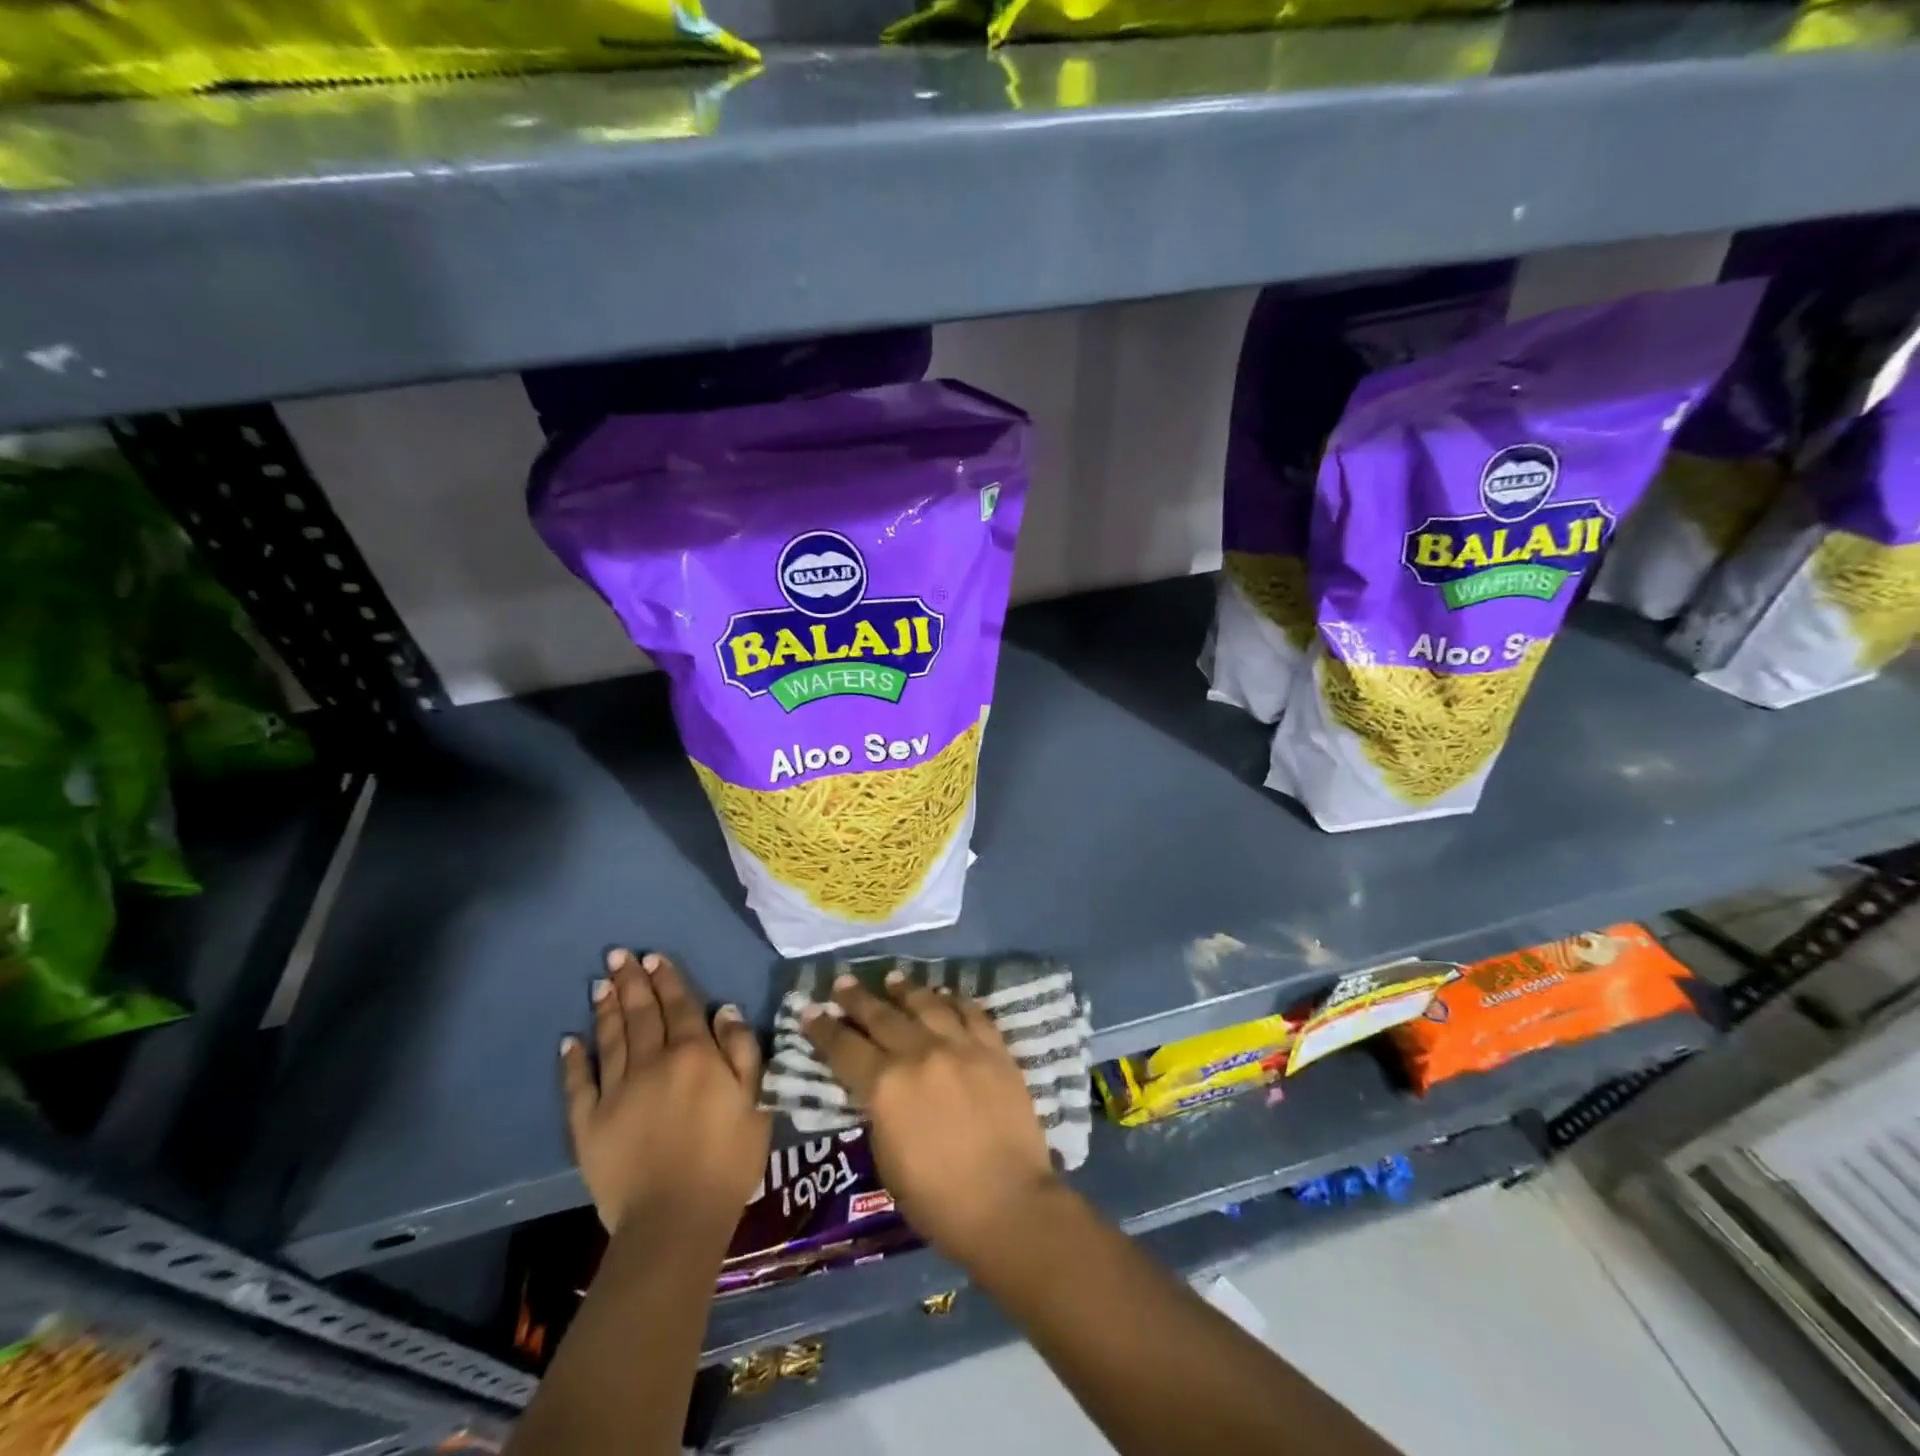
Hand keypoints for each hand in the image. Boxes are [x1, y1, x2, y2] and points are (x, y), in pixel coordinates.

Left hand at [561, 949, 770, 1234]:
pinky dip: (573, 1060)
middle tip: (618, 955)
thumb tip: (723, 1009)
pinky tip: (569, 1040)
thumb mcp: (757, 1100)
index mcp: (695, 1054)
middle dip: (631, 982)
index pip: (680, 1005)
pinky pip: (578, 1085)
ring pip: (611, 1039)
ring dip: (606, 1009)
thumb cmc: (728, 1159)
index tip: (654, 957)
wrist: (676, 1221)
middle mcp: (653, 1062)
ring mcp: (616, 1092)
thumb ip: (742, 1050)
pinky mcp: (588, 1125)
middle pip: (641, 1013)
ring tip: (599, 983)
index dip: (668, 979)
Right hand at [802, 971, 1057, 1268]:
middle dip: (857, 999)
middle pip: (882, 1017)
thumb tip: (877, 1087)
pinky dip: (954, 1000)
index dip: (823, 1029)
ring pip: (927, 1004)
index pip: (844, 1049)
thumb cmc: (937, 1200)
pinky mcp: (994, 1049)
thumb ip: (879, 1112)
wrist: (1008, 1203)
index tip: (809, 1009)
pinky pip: (971, 1012)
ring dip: (905, 990)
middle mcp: (919, 1054)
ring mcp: (960, 1046)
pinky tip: (945, 995)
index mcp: (885, 1086)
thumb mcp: (887, 1159)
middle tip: (843, 982)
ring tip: (892, 978)